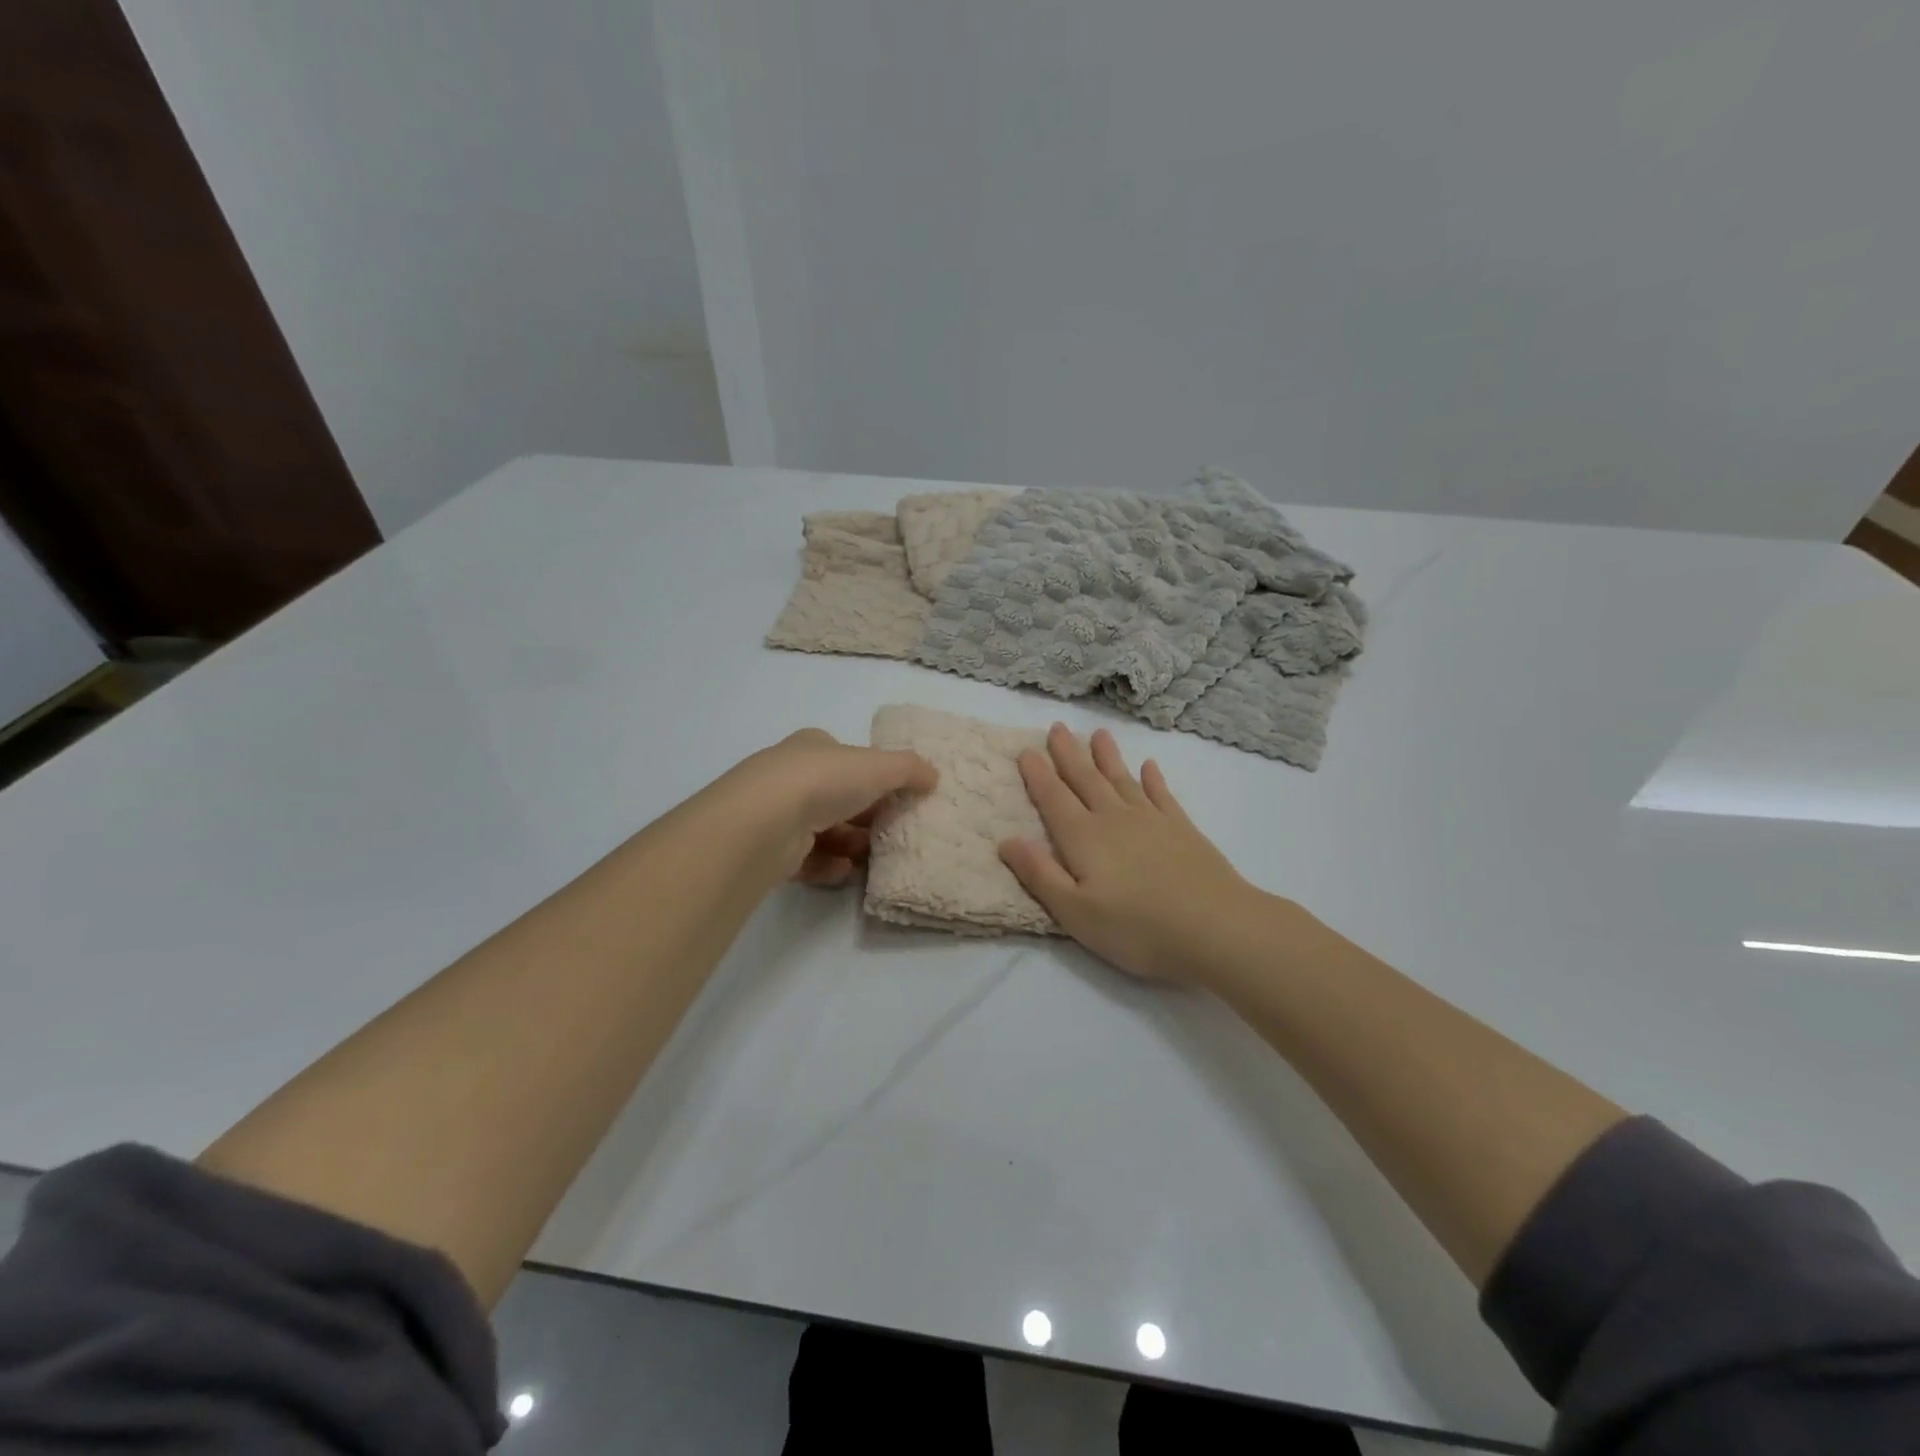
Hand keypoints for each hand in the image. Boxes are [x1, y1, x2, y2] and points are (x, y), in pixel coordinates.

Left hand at [721, 729, 937, 885]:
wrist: (764, 822)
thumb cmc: (824, 781)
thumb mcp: (878, 766)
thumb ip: (909, 769)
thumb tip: (933, 775)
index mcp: (813, 747)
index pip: (847, 759)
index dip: (873, 776)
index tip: (897, 797)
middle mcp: (790, 775)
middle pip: (836, 796)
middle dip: (865, 816)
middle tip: (892, 832)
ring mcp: (775, 813)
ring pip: (822, 830)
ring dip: (850, 844)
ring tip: (872, 858)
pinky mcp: (768, 849)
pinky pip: (805, 859)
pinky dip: (828, 866)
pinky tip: (845, 873)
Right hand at [1000, 725, 1262, 983]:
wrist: (1216, 928)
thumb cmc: (1137, 928)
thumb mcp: (1076, 912)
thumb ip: (1040, 874)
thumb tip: (1006, 840)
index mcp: (1084, 838)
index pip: (1054, 798)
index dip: (1038, 775)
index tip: (1025, 750)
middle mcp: (1114, 819)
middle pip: (1086, 779)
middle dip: (1069, 754)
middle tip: (1057, 727)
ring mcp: (1152, 820)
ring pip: (1122, 779)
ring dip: (1108, 757)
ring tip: (1098, 734)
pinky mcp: (1183, 829)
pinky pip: (1162, 795)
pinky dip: (1153, 779)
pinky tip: (1150, 767)